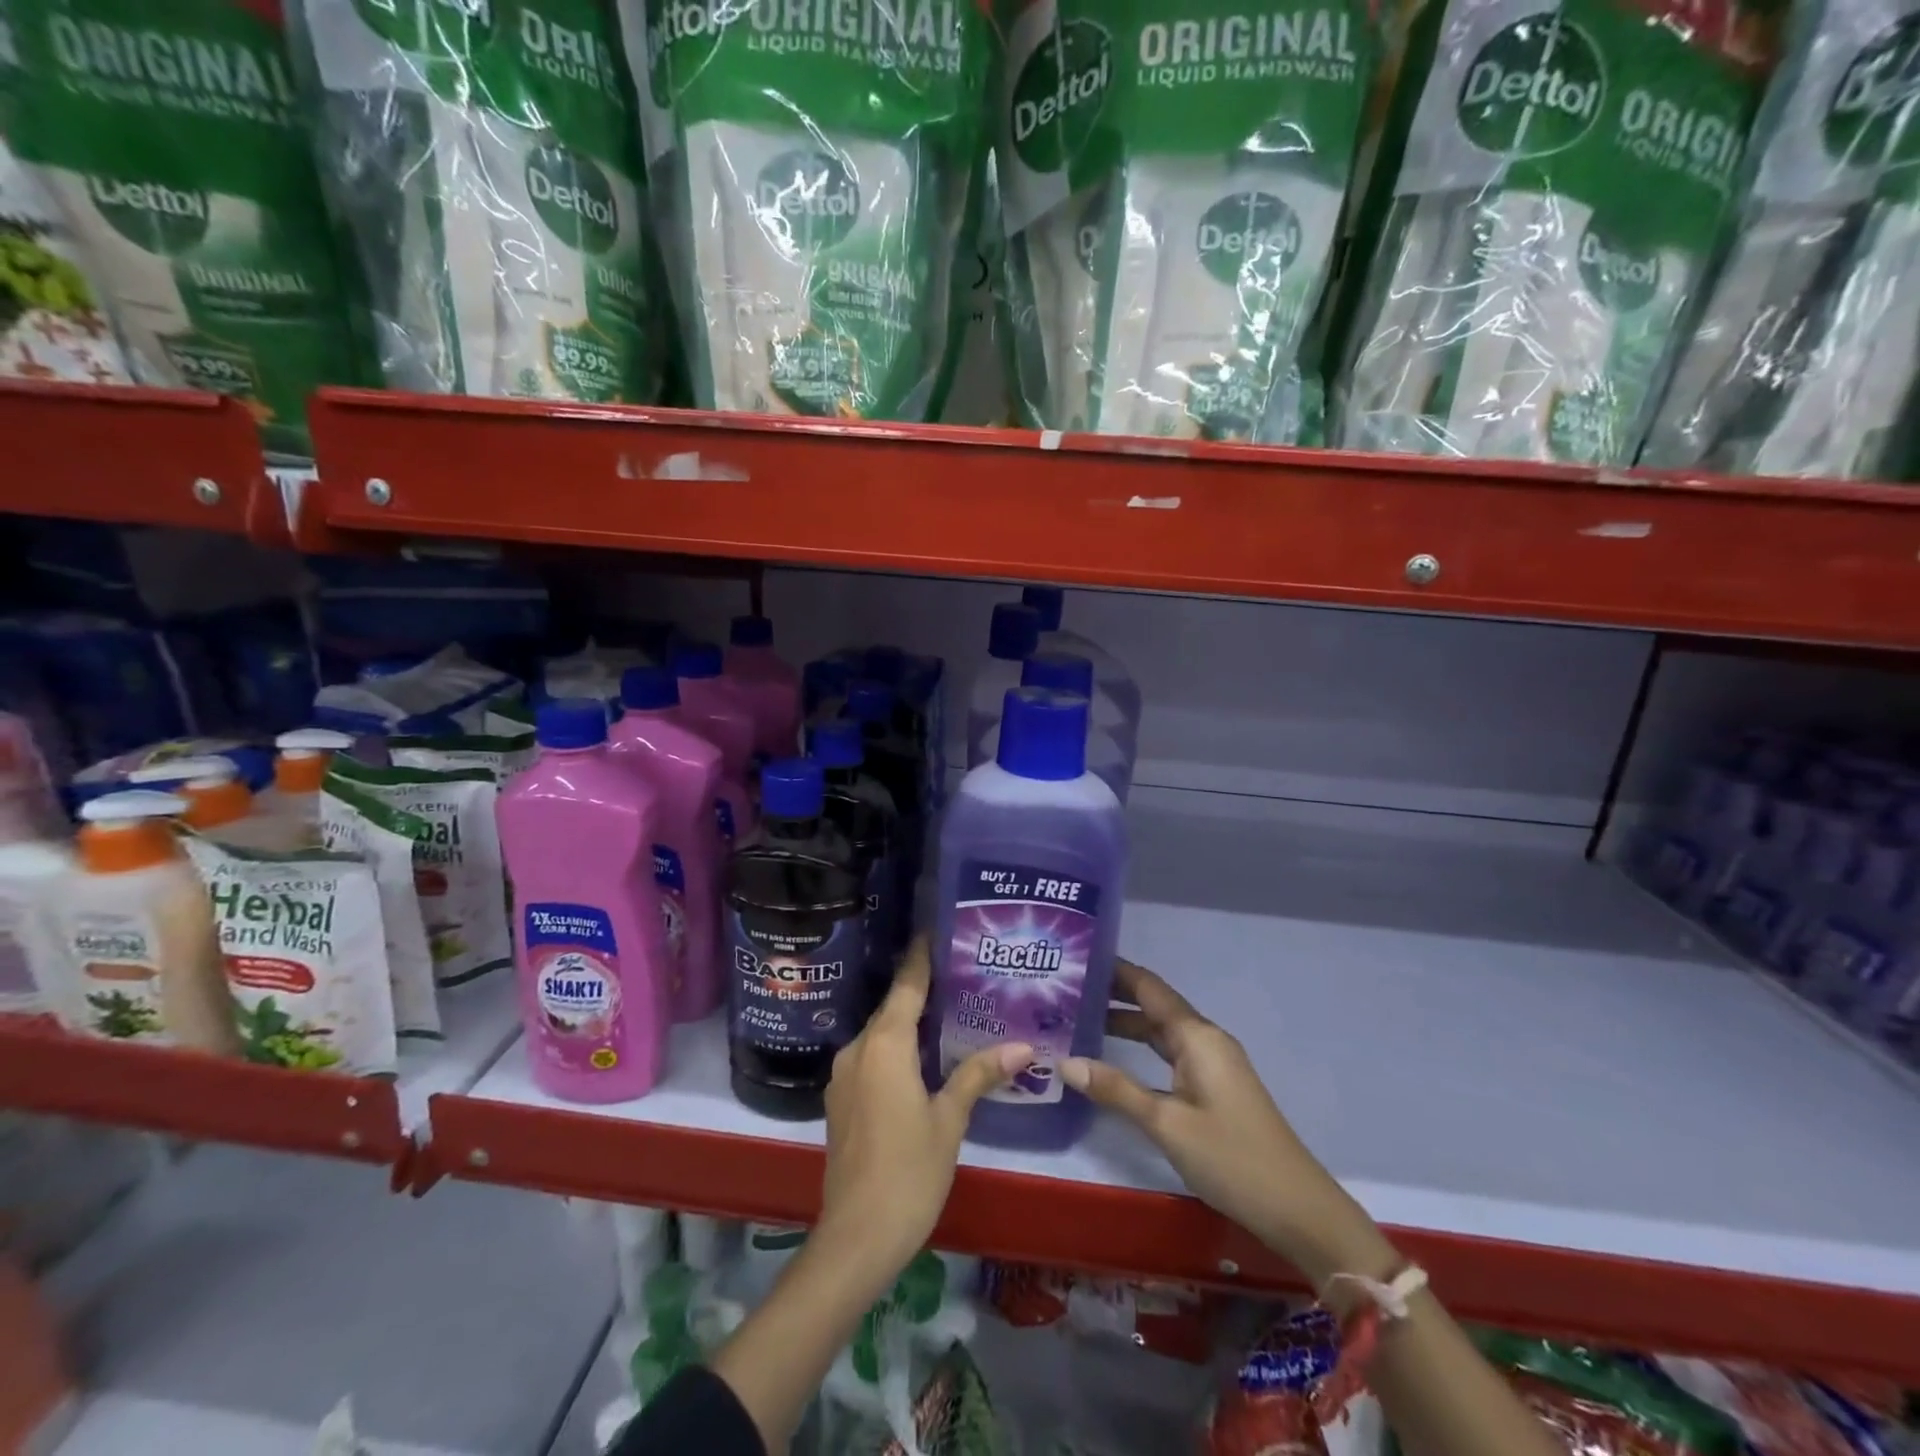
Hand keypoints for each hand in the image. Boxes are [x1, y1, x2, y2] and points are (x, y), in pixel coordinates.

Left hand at [817, 937, 1031, 1291]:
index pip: (907, 984)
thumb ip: (978, 1075)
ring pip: (882, 1033)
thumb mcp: (949, 1120)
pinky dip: (897, 1048)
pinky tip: (923, 1056)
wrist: (855, 1237)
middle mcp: (858, 1048)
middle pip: (893, 1006)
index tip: (940, 930)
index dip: (923, 956)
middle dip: (924, 989)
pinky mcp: (841, 1098)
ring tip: (951, 1011)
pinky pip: (872, 1056)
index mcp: (884, 1044)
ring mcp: (844, 1075)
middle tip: (963, 974)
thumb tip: (1024, 1046)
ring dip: (910, 1021)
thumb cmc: (909, 1172)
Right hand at [1062, 958, 1396, 1288]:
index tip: (1076, 959)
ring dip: (1125, 1022)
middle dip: (1113, 995)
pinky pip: (1171, 1053)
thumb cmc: (1231, 1158)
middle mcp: (1206, 1040)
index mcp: (1197, 1036)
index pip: (1149, 987)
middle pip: (1154, 1005)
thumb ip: (1116, 1090)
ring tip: (1079, 1019)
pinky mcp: (1215, 1087)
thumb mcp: (1166, 1124)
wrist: (1298, 1209)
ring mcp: (1213, 1064)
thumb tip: (1065, 1061)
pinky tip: (1116, 1058)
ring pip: (1162, 1030)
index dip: (1114, 970)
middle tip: (1065, 990)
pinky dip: (1141, 1048)